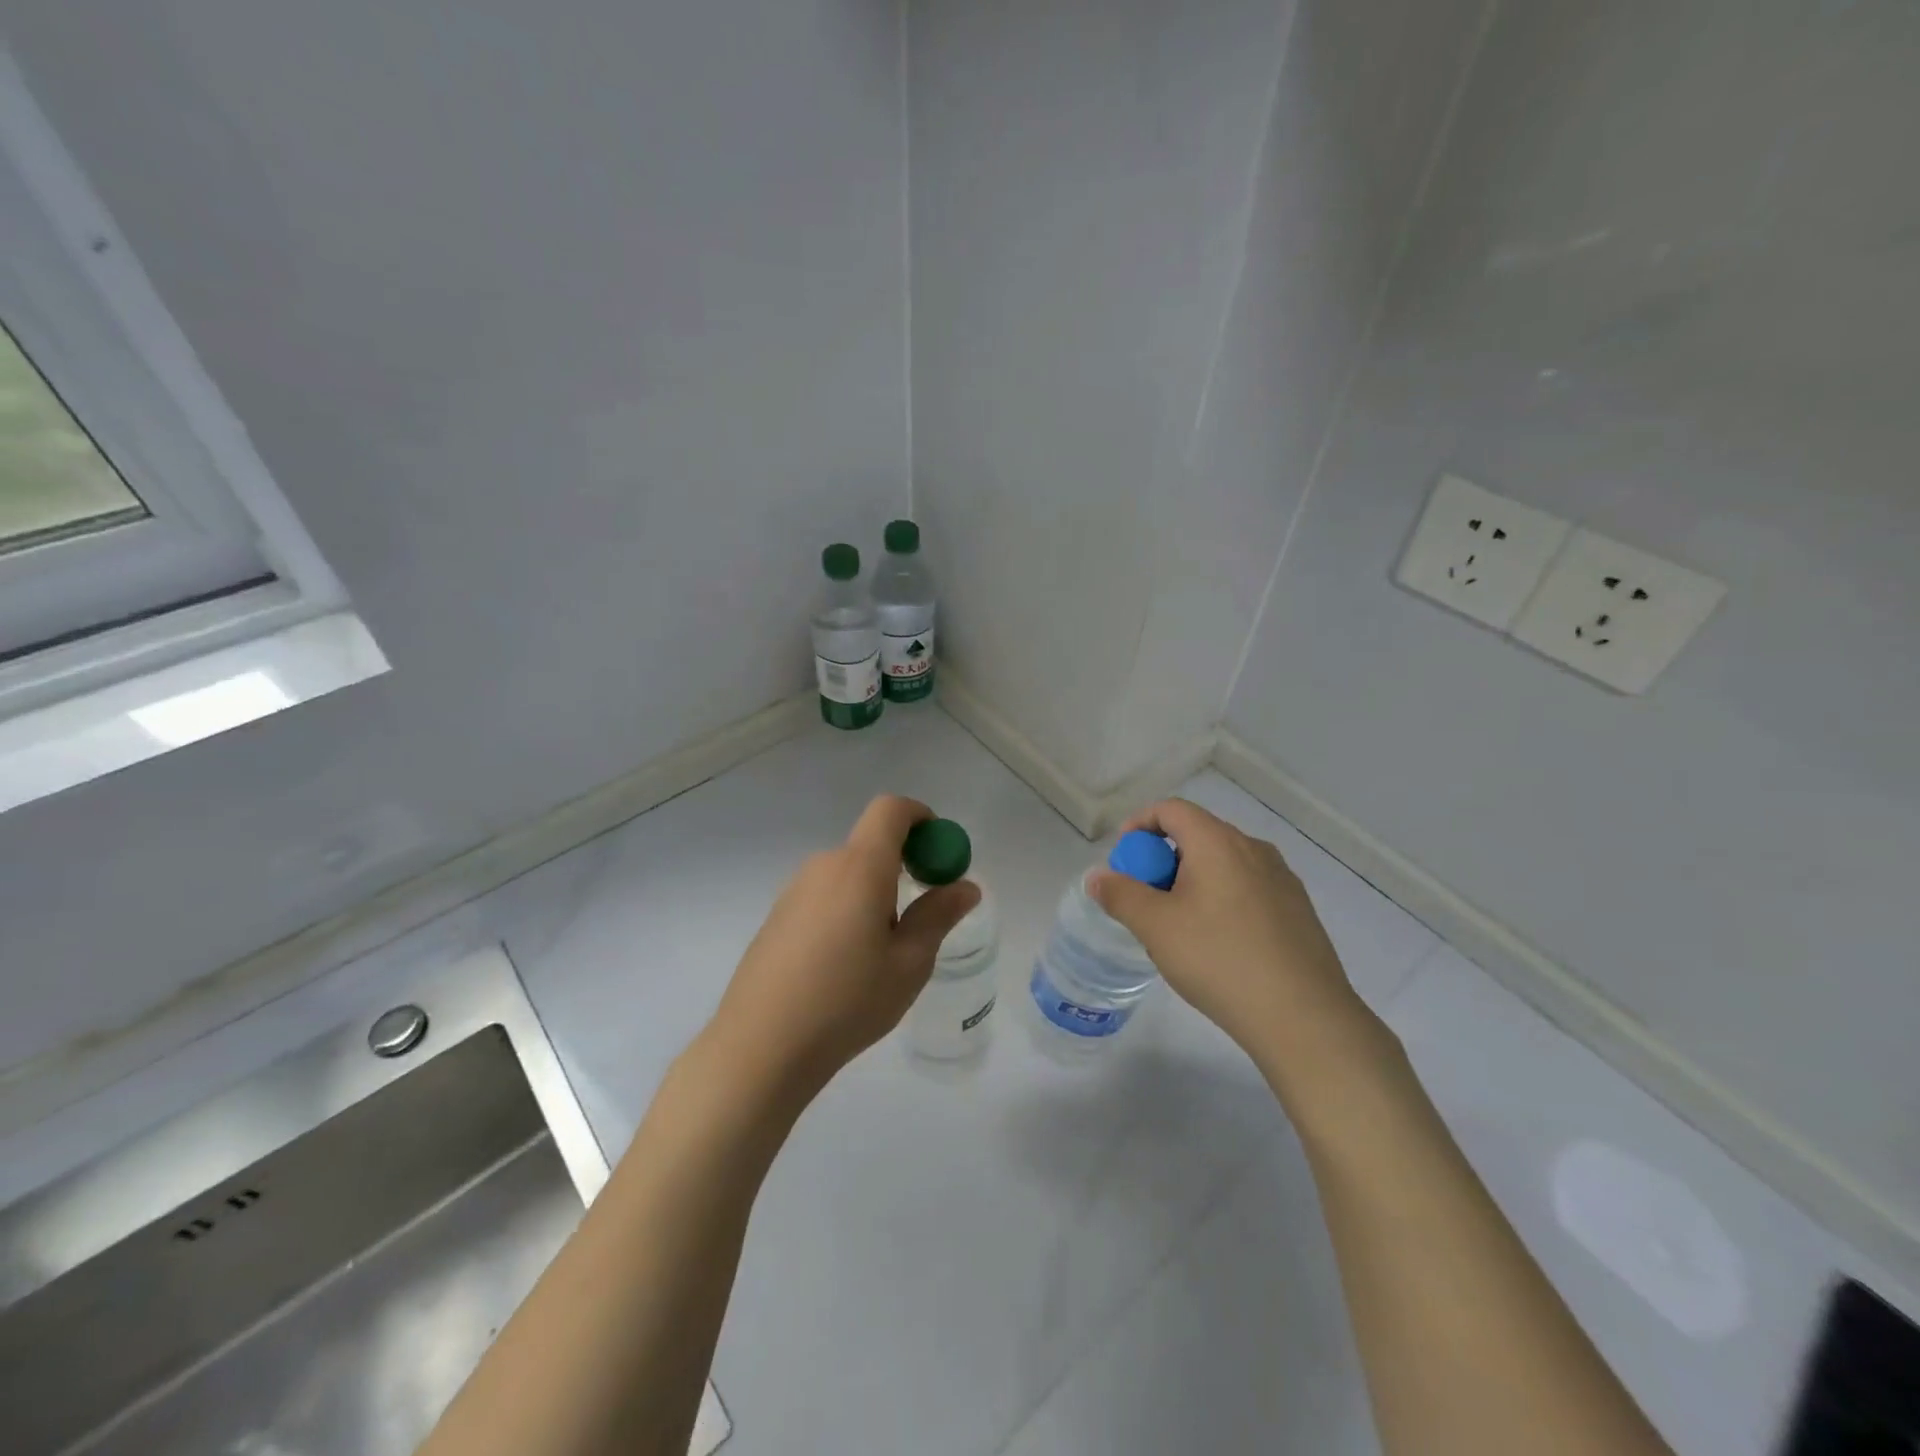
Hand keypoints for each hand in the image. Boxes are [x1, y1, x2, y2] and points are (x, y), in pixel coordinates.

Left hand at [705, 794, 979, 1096]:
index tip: (938, 852)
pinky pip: (824, 896)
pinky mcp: (777, 917)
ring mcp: (794, 891)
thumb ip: (937, 916)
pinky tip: (843, 965)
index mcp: (860, 867)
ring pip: (848, 874)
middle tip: (919, 919)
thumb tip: (965, 886)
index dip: (920, 817)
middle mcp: (824, 866)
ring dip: (874, 893)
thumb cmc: (846, 1002)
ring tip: (880, 955)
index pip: (890, 810)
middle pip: (871, 845)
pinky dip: (846, 909)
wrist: (760, 1047)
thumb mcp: (908, 963)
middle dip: (903, 867)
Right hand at [1090, 799, 1382, 1077]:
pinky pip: (1247, 888)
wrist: (1303, 1016)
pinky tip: (1217, 944)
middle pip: (1198, 835)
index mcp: (1219, 842)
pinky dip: (1221, 899)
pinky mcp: (1298, 910)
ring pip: (1223, 864)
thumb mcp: (1156, 927)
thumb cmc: (1220, 960)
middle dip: (1163, 859)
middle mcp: (1254, 849)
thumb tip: (1098, 877)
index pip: (1172, 809)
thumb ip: (1121, 895)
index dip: (1140, 824)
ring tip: (1178, 925)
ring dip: (1192, 881)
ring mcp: (1282, 880)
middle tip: (1145, 898)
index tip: (1123, 857)